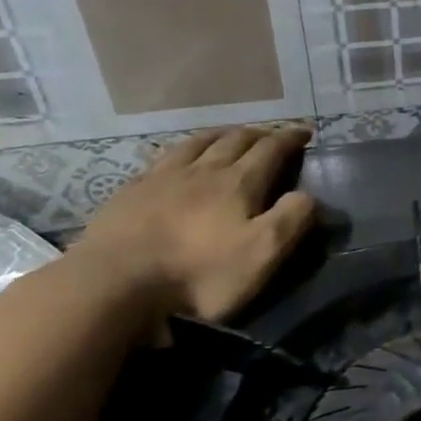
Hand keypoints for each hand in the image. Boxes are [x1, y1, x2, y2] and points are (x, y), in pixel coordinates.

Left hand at [66, 125, 316, 321]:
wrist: (111, 288)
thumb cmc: (197, 276)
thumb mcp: (261, 255)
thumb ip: (292, 220)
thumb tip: (308, 194)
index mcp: (237, 183)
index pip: (271, 149)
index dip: (290, 138)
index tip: (305, 131)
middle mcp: (202, 170)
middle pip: (235, 140)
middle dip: (259, 134)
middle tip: (271, 135)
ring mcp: (161, 178)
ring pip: (197, 143)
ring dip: (220, 135)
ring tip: (229, 136)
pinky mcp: (129, 193)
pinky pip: (162, 159)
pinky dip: (181, 151)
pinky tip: (176, 159)